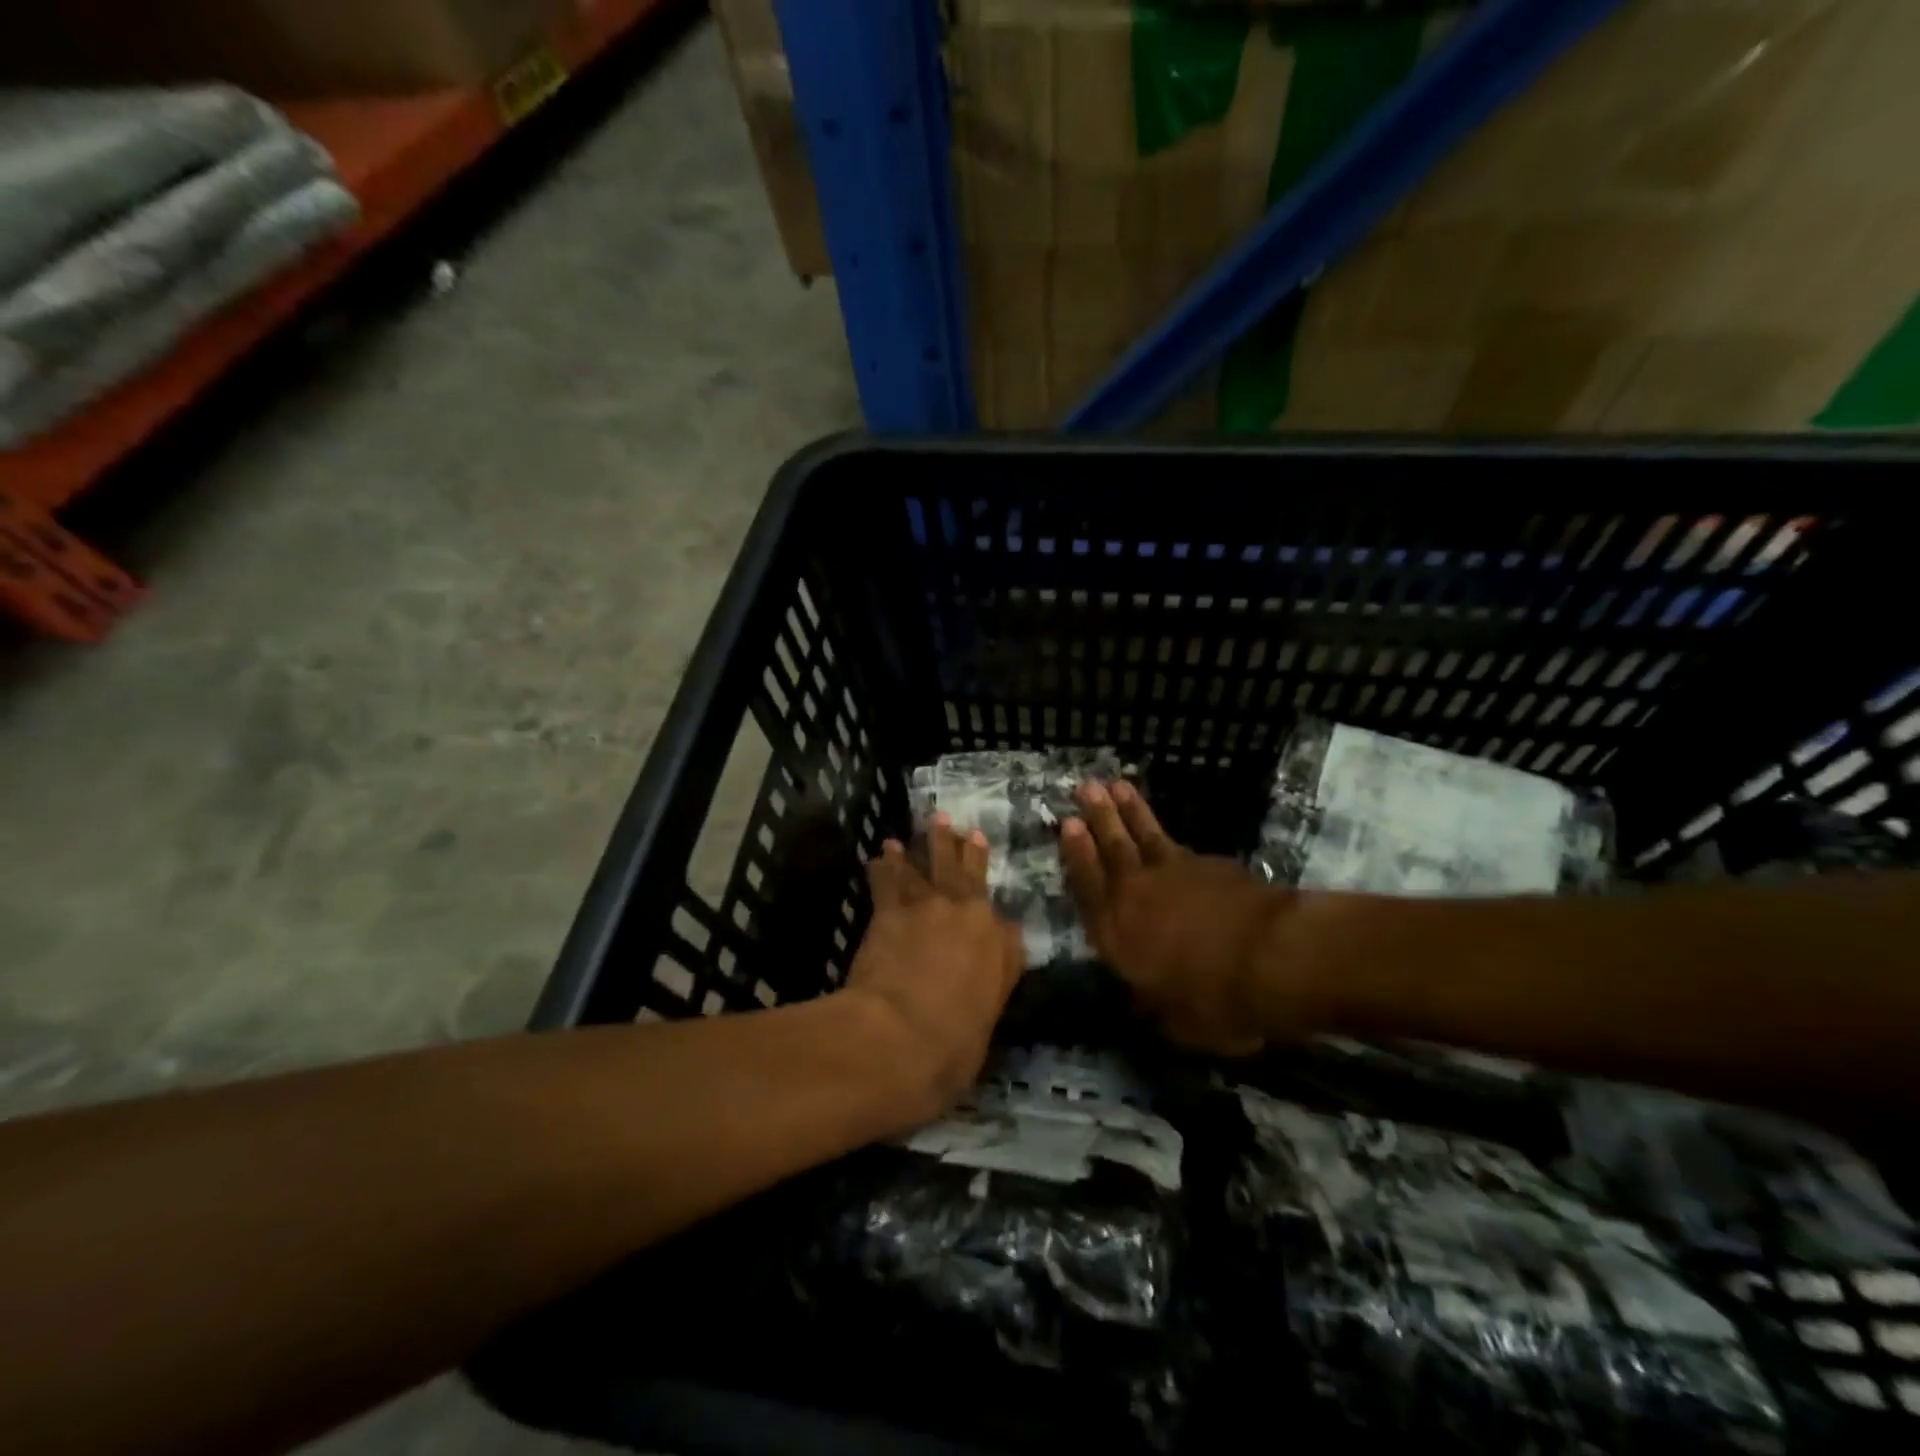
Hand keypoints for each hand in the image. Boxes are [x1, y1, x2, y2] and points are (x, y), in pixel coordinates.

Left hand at [843, 817, 1023, 1118]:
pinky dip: (886, 864)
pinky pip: (889, 878)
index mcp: (1002, 952)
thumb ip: (984, 1000)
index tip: (998, 921)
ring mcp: (931, 908)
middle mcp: (971, 919)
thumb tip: (979, 992)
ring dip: (930, 843)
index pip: (1007, 931)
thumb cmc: (950, 1051)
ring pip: (932, 865)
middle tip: (966, 829)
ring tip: (932, 822)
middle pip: (972, 877)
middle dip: (968, 851)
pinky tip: (882, 853)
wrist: (901, 1037)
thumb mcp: (983, 1031)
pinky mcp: (892, 909)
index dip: (999, 920)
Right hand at [1061, 782, 1286, 1055]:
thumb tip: (1142, 1000)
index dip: (1076, 854)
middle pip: (1112, 847)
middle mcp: (1137, 894)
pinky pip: (1182, 848)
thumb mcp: (1172, 1020)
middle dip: (1098, 816)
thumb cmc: (1211, 999)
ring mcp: (1175, 873)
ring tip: (1117, 785)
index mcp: (1116, 932)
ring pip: (1145, 835)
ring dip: (1130, 810)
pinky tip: (1171, 837)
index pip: (1087, 885)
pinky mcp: (1211, 865)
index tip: (1067, 823)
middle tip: (1085, 786)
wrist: (1270, 958)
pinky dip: (1171, 839)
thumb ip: (1151, 1002)